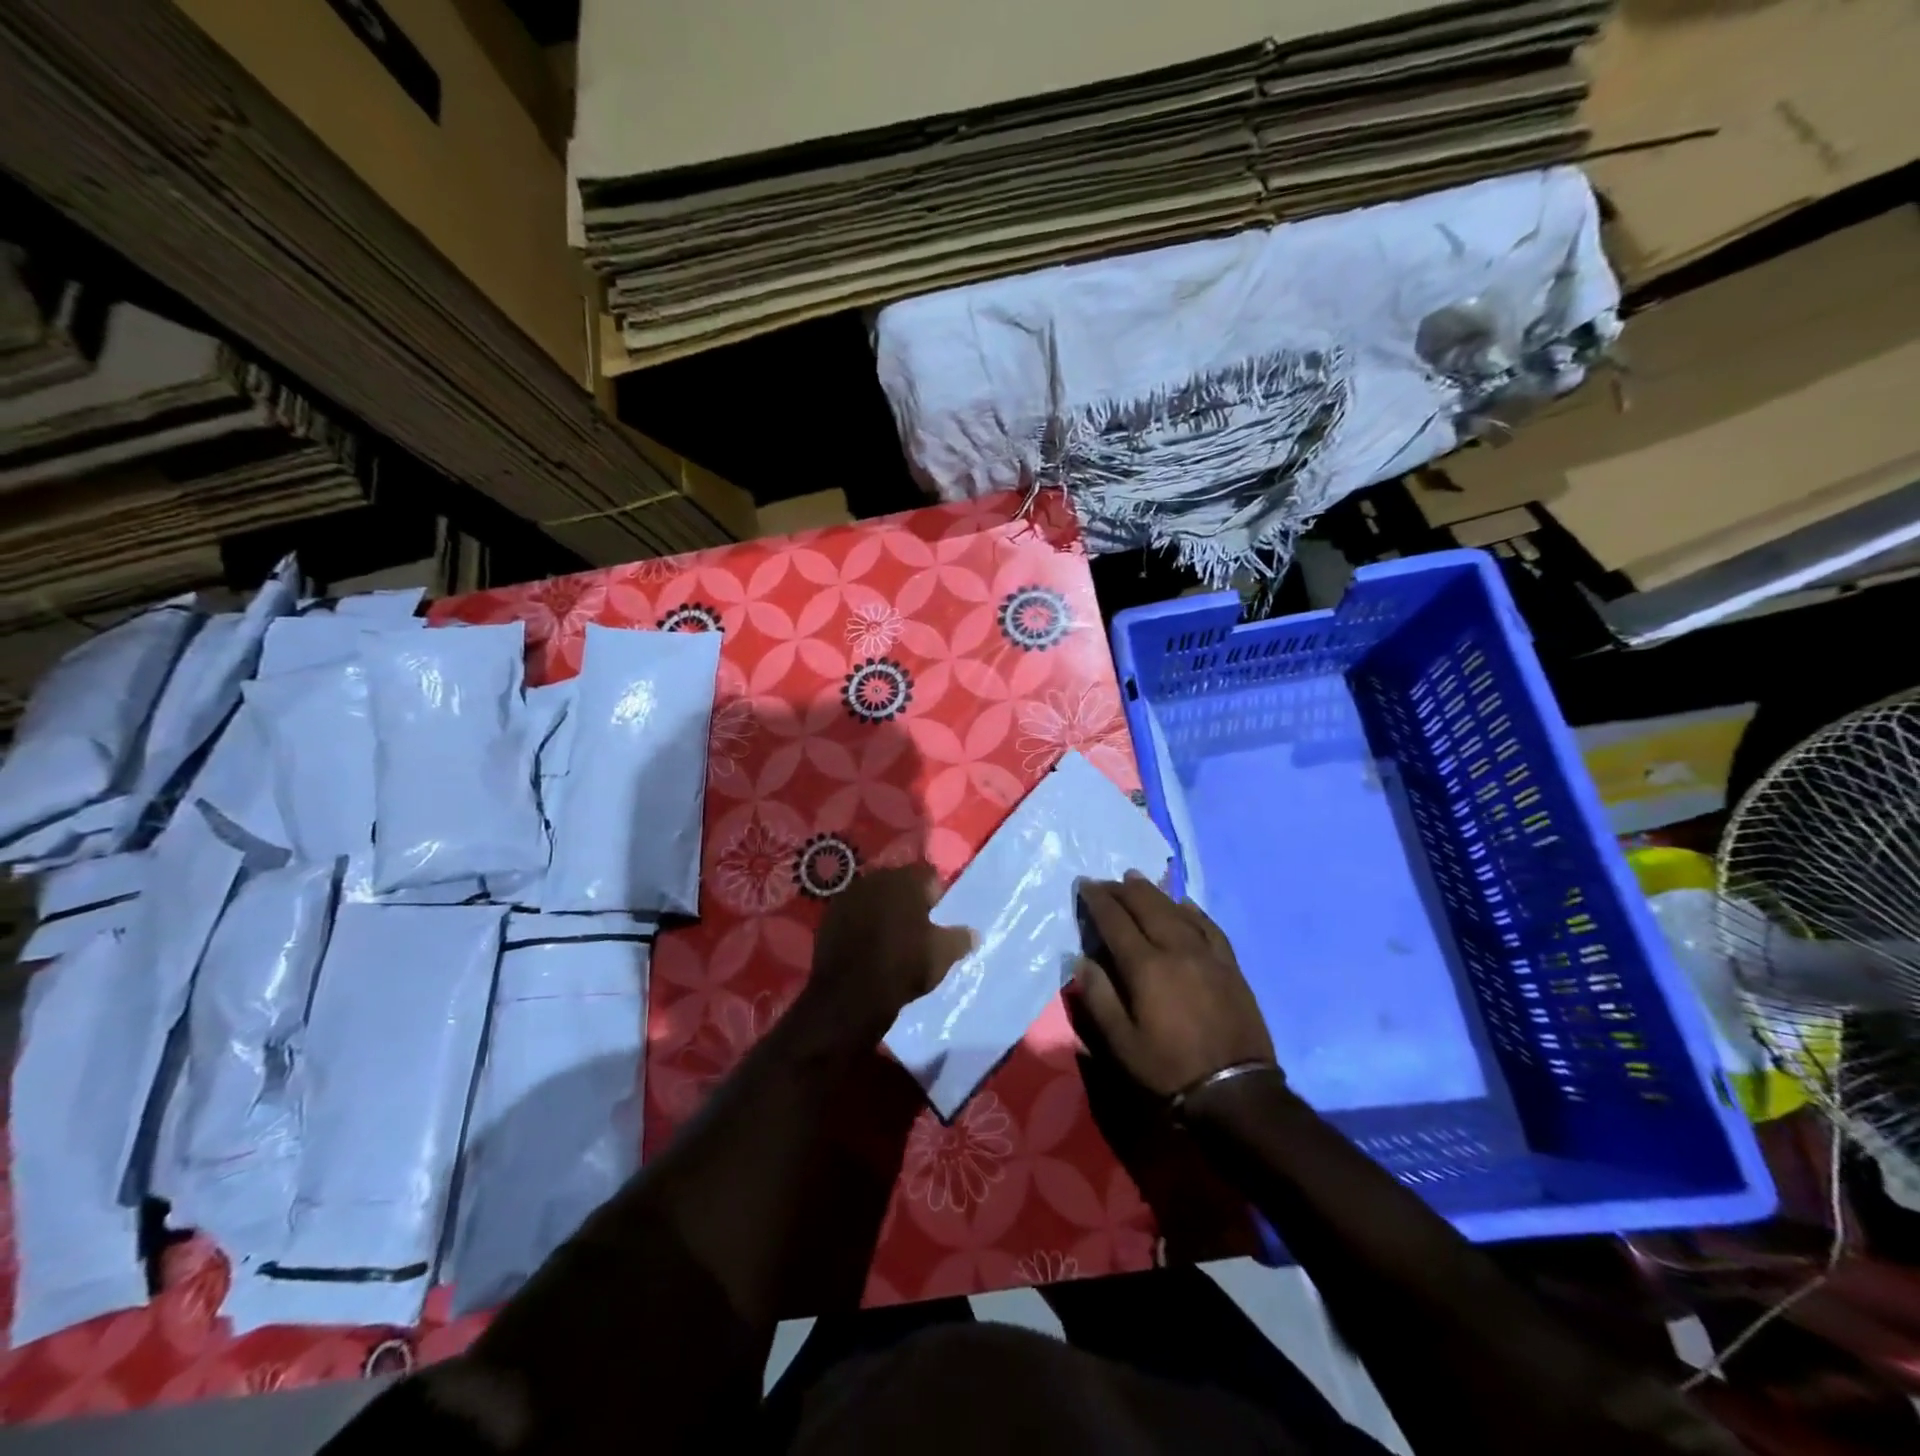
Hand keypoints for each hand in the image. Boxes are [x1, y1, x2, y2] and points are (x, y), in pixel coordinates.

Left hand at [803, 865, 972, 1042]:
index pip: (929, 876)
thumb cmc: (904, 966)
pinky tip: (866, 945)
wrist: (850, 995)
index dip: (936, 896)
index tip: (938, 919)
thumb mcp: (943, 955)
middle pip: (900, 883)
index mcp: (906, 880)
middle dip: (908, 900)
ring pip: (875, 897)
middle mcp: (876, 878)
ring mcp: (849, 895)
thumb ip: (961, 938)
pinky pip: (853, 913)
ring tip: (890, 937)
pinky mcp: (829, 916)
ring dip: (883, 910)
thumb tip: (974, 933)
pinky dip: (861, 923)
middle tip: (916, 927)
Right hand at [1071, 872, 1276, 1098]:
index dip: (1098, 900)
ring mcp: (1207, 954)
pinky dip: (1191, 910)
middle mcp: (1176, 949)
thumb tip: (1081, 959)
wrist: (1235, 1092)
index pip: (1115, 921)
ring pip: (1176, 910)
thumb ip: (1098, 996)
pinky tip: (1183, 903)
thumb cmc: (1168, 1069)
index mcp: (1146, 966)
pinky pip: (1209, 926)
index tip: (1084, 884)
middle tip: (1106, 881)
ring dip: (1153, 892)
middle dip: (1122, 889)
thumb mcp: (1120, 1043)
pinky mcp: (1230, 966)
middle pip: (1146, 906)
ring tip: (1136, 879)